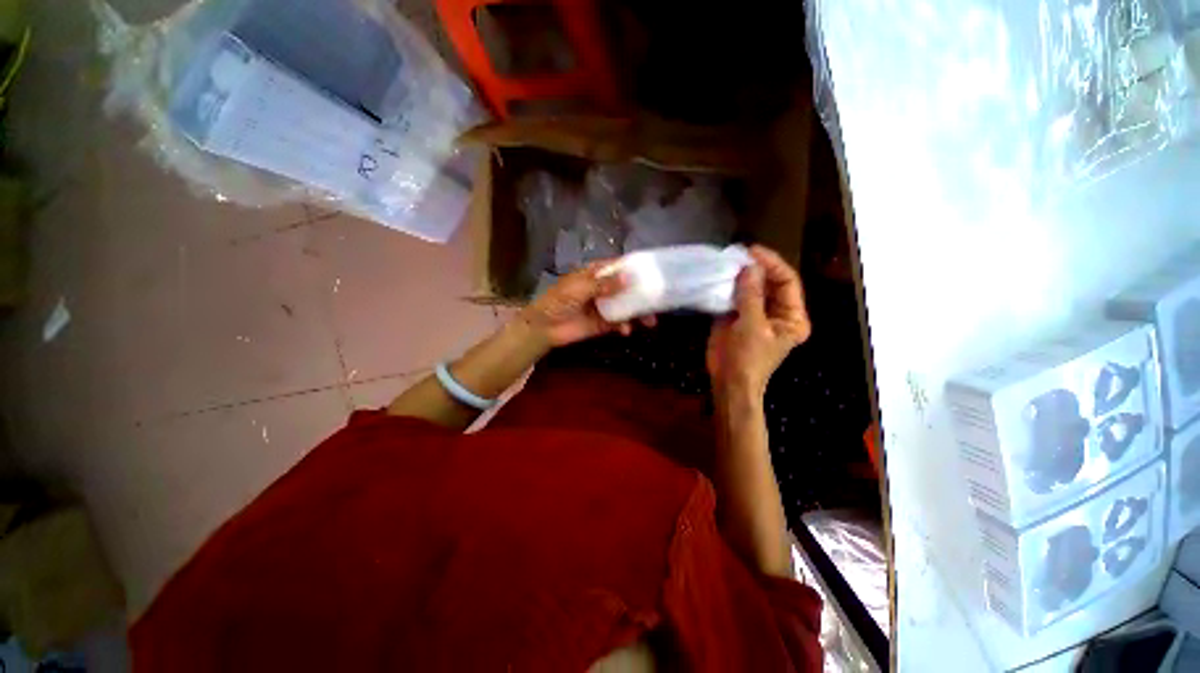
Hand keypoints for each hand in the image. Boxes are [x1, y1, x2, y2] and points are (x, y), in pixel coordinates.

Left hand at [518, 262, 655, 347]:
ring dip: (639, 313)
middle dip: (643, 295)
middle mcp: (603, 288)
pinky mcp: (603, 323)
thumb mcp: (579, 288)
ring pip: (627, 307)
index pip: (619, 267)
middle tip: (659, 302)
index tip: (655, 272)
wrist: (544, 327)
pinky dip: (625, 326)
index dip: (636, 268)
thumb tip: (629, 278)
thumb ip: (603, 285)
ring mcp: (604, 306)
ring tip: (650, 322)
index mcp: (596, 274)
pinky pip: (619, 323)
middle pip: (628, 288)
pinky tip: (625, 330)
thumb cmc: (558, 301)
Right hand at [706, 246, 810, 396]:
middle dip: (755, 268)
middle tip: (738, 254)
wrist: (728, 382)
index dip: (772, 264)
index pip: (787, 282)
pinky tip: (719, 277)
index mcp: (791, 316)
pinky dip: (728, 287)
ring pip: (751, 288)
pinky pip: (735, 297)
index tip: (752, 252)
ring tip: (727, 261)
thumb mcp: (752, 327)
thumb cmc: (747, 359)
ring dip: (740, 276)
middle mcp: (777, 312)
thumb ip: (751, 296)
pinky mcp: (737, 317)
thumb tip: (749, 267)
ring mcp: (756, 314)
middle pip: (770, 282)